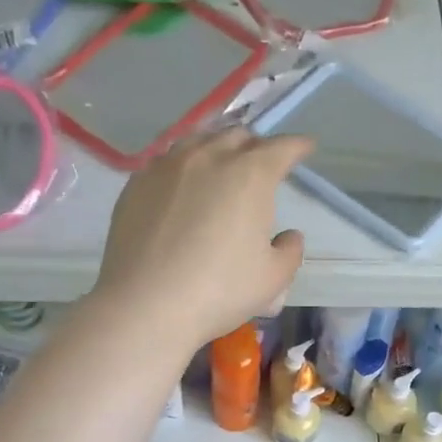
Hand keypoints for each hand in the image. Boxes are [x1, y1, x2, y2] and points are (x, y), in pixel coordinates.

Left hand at [93, 127, 313, 348]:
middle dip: (255, 146)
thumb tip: (288, 236)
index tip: (305, 148)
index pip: (281, 148)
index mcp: (250, 174)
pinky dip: (183, 167)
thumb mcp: (273, 278)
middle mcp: (208, 158)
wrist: (146, 305)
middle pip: (237, 136)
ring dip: (216, 148)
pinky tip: (181, 187)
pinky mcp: (136, 185)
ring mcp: (166, 167)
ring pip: (197, 141)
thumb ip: (290, 251)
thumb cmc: (220, 291)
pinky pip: (166, 163)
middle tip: (261, 165)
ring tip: (220, 166)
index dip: (297, 146)